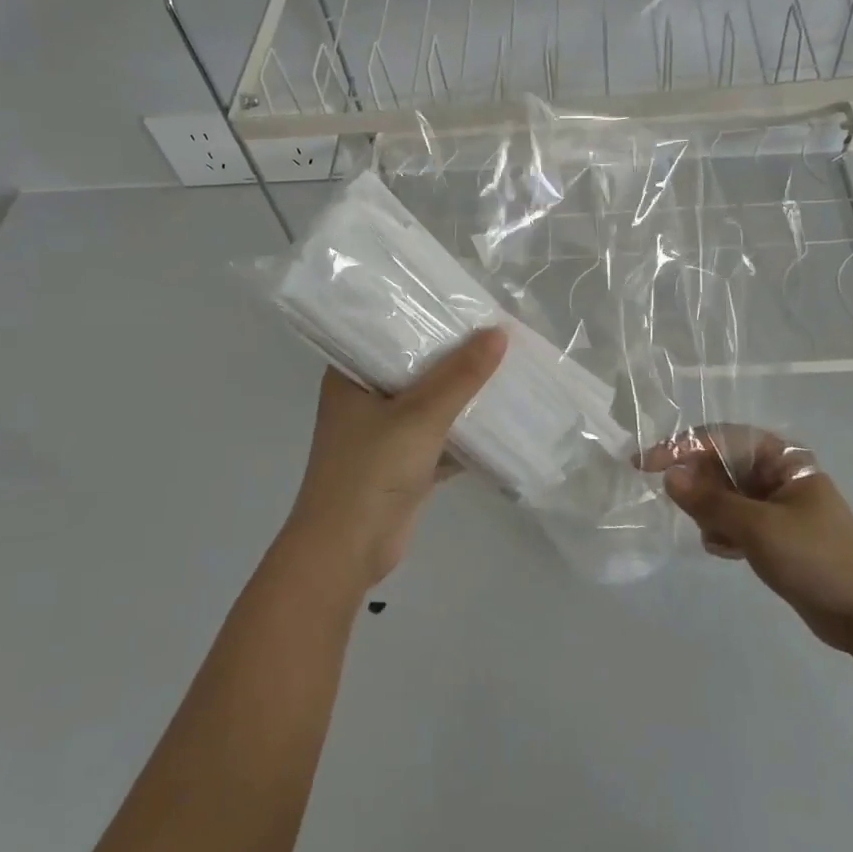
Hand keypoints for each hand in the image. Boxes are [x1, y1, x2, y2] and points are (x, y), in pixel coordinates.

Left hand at [281, 329, 507, 591]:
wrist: (347, 552)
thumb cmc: (371, 470)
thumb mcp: (420, 415)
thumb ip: (461, 375)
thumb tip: (499, 332)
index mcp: (351, 375)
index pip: (388, 330)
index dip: (424, 314)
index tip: (464, 300)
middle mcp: (365, 397)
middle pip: (415, 366)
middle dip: (454, 355)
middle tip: (496, 329)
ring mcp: (384, 432)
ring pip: (430, 402)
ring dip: (463, 393)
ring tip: (505, 364)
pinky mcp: (403, 462)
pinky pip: (440, 436)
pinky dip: (465, 430)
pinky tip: (500, 415)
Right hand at [646, 426, 852, 654]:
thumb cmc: (817, 558)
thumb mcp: (758, 528)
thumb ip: (710, 501)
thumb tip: (668, 476)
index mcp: (781, 459)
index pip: (720, 439)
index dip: (680, 447)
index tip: (644, 464)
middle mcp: (776, 475)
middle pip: (719, 466)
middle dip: (699, 488)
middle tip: (688, 514)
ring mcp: (775, 506)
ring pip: (723, 497)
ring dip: (712, 515)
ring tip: (720, 540)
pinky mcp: (774, 535)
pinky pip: (733, 522)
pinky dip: (724, 534)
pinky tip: (729, 553)